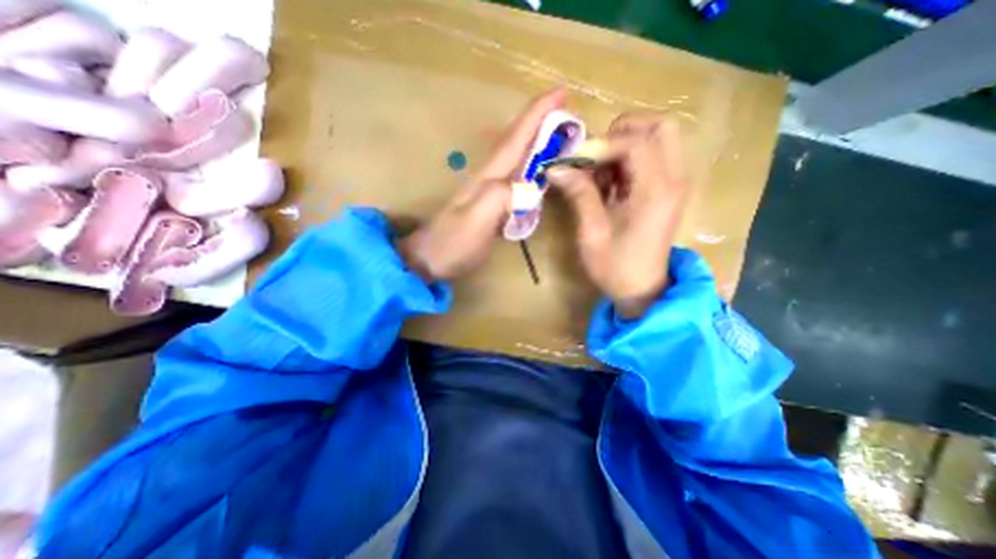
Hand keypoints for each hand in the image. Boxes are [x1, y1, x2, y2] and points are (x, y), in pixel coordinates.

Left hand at [401, 89, 567, 280]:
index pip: (516, 138)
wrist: (431, 260)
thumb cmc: (452, 243)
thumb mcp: (475, 221)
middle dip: (541, 123)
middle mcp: (490, 178)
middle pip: (517, 142)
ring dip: (537, 143)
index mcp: (489, 176)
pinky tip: (538, 171)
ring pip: (517, 158)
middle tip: (568, 113)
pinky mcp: (491, 206)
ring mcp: (489, 192)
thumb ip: (499, 197)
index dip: (537, 114)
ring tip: (559, 135)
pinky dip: (531, 168)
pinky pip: (516, 179)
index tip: (561, 93)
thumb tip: (527, 184)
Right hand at [543, 111, 693, 318]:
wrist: (642, 289)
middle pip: (659, 127)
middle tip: (594, 156)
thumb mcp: (592, 232)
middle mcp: (673, 179)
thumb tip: (556, 168)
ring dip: (623, 146)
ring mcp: (674, 183)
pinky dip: (627, 161)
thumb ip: (579, 194)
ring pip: (656, 138)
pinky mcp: (667, 189)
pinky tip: (608, 184)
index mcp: (656, 192)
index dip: (602, 145)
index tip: (575, 161)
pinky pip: (652, 157)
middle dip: (622, 133)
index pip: (636, 143)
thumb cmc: (615, 266)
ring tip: (598, 174)